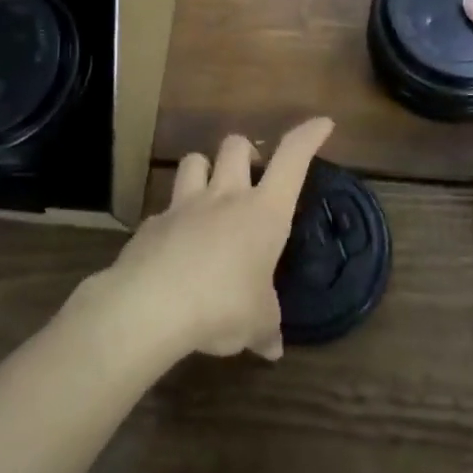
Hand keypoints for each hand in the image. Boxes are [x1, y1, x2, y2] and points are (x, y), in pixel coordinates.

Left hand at [98, 118, 334, 361]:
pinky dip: (173, 219)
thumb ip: (266, 328)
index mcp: (263, 212)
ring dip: (204, 169)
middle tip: (251, 173)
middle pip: (236, 145)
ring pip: (194, 160)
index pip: (292, 159)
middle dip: (246, 150)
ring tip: (209, 193)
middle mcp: (225, 197)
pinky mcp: (152, 223)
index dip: (308, 136)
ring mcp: (184, 205)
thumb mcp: (256, 322)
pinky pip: (166, 208)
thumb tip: (273, 348)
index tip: (322, 124)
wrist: (151, 305)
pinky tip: (174, 245)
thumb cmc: (222, 306)